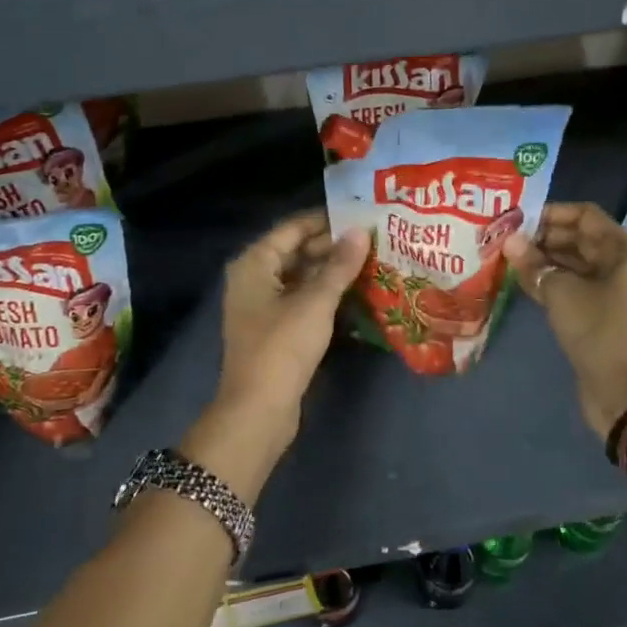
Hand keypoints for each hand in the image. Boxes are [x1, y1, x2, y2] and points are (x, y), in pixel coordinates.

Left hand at [213, 210, 368, 442]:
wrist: (258, 411)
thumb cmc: (282, 348)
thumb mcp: (316, 302)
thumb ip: (340, 265)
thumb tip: (361, 232)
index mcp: (254, 264)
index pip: (293, 228)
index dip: (326, 220)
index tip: (360, 215)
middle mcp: (254, 278)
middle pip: (296, 251)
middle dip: (332, 246)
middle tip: (373, 239)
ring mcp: (263, 305)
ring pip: (301, 277)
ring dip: (332, 271)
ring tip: (371, 261)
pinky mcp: (274, 329)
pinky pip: (302, 299)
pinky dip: (325, 294)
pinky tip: (356, 292)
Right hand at [505, 203, 626, 436]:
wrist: (623, 392)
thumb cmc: (598, 331)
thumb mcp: (561, 293)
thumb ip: (534, 263)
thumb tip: (509, 241)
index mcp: (623, 251)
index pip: (585, 215)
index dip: (552, 213)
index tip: (519, 219)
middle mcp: (622, 265)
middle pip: (579, 238)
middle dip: (543, 237)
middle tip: (507, 238)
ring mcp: (612, 290)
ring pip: (574, 263)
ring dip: (543, 259)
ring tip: (507, 257)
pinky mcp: (601, 312)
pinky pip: (573, 285)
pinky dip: (550, 280)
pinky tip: (520, 279)